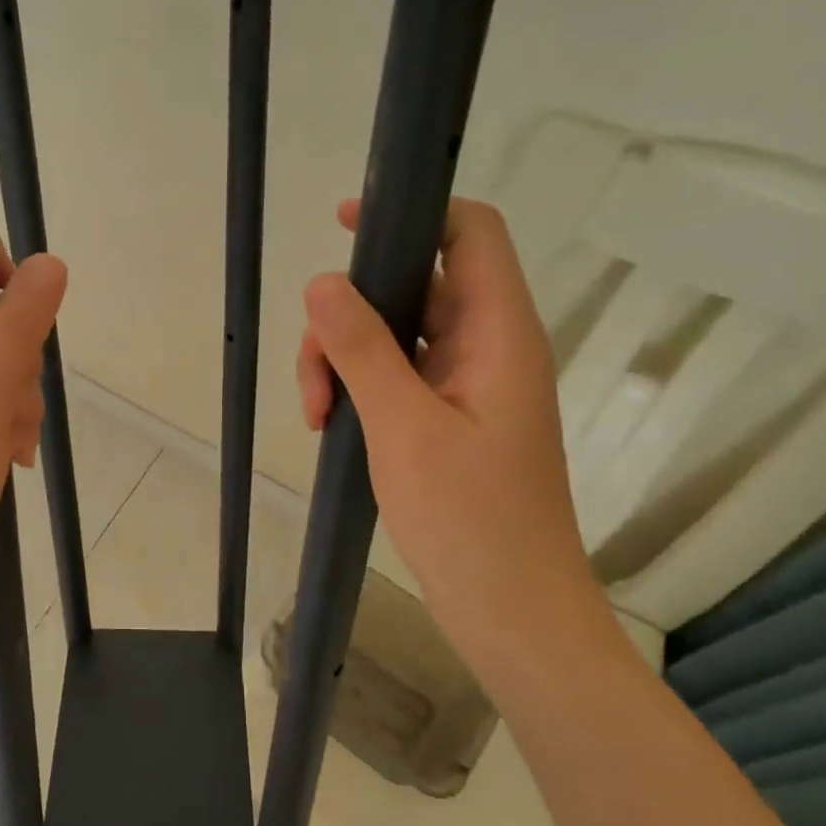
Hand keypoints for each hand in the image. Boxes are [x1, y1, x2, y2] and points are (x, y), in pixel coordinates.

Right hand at [296, 198, 607, 658]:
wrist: (511, 613)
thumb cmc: (471, 520)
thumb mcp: (403, 427)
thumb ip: (363, 349)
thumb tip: (322, 280)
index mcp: (499, 334)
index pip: (471, 233)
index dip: (413, 213)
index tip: (345, 224)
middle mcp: (488, 347)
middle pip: (413, 287)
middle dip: (350, 317)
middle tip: (314, 376)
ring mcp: (467, 385)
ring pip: (394, 336)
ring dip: (344, 361)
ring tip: (317, 415)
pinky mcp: (448, 418)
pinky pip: (395, 378)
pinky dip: (358, 390)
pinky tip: (329, 427)